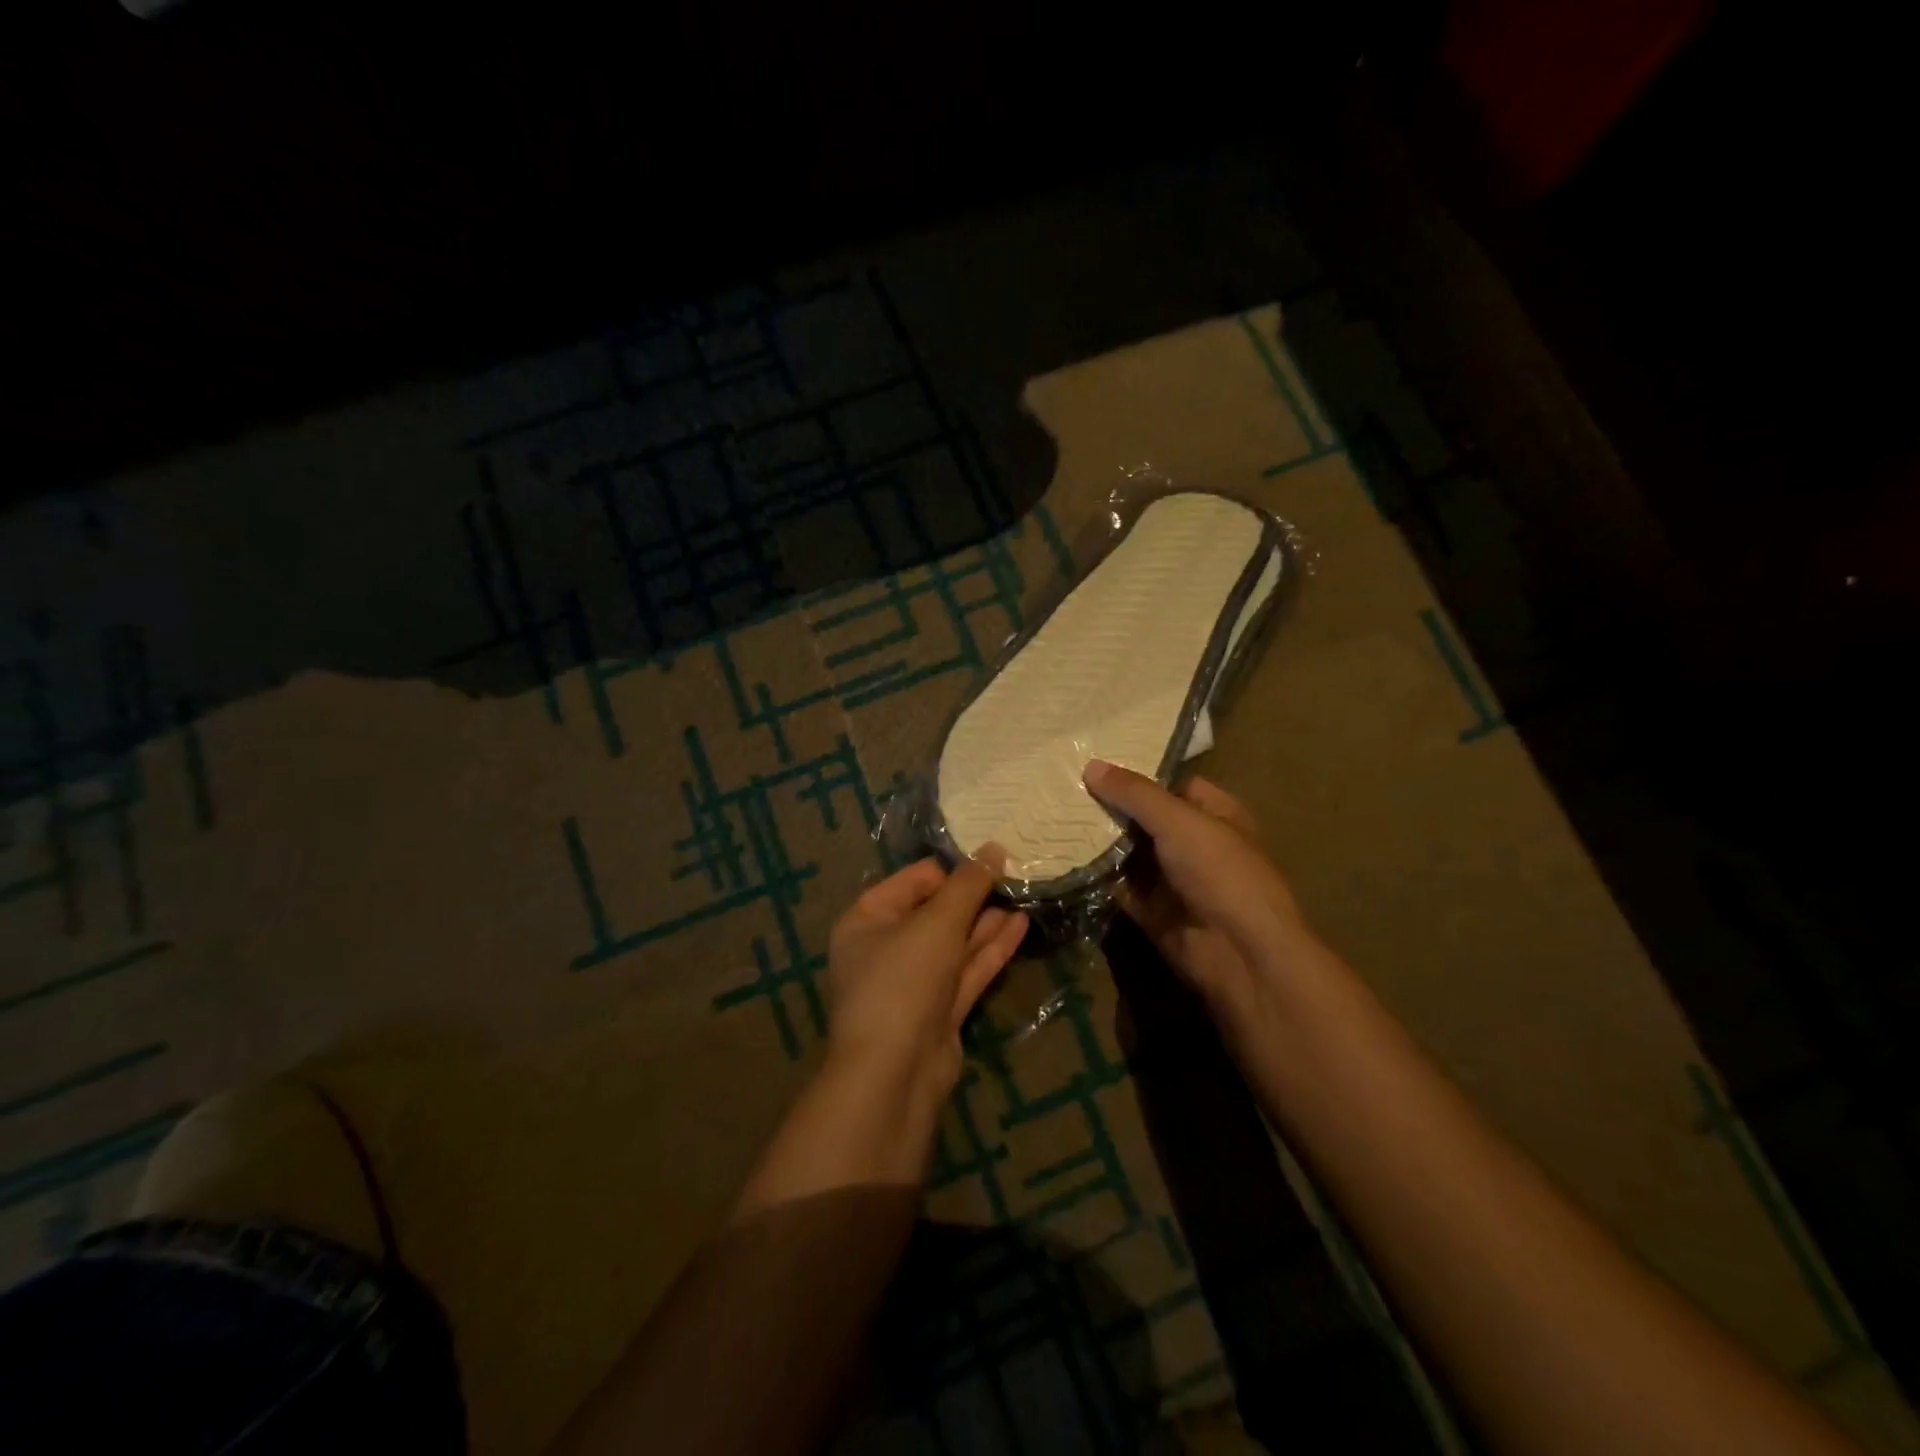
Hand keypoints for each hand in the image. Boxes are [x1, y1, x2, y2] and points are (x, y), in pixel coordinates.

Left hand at [826, 857, 1027, 1106]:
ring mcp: (913, 983)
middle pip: (936, 911)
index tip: (992, 860)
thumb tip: (993, 847)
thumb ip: (968, 885)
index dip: (953, 870)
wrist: (893, 1075)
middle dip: (974, 895)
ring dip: (987, 921)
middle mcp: (886, 948)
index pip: (915, 880)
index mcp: (867, 919)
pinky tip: (1021, 926)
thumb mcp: (937, 923)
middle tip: (1016, 875)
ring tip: (1025, 895)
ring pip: (955, 942)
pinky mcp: (938, 1011)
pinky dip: (991, 950)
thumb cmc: (903, 981)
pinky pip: (966, 970)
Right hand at [1084, 760, 1310, 1014]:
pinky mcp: (1152, 911)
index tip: (1093, 762)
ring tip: (1052, 815)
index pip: (1172, 784)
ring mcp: (1173, 880)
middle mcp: (1194, 844)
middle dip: (1109, 807)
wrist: (1239, 953)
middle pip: (1145, 819)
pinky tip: (1061, 856)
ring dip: (1098, 841)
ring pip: (1129, 853)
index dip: (1137, 774)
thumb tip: (1091, 765)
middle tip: (1061, 787)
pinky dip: (1096, 876)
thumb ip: (1134, 793)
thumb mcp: (1178, 821)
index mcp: (1215, 814)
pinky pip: (1119, 887)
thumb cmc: (1220, 872)